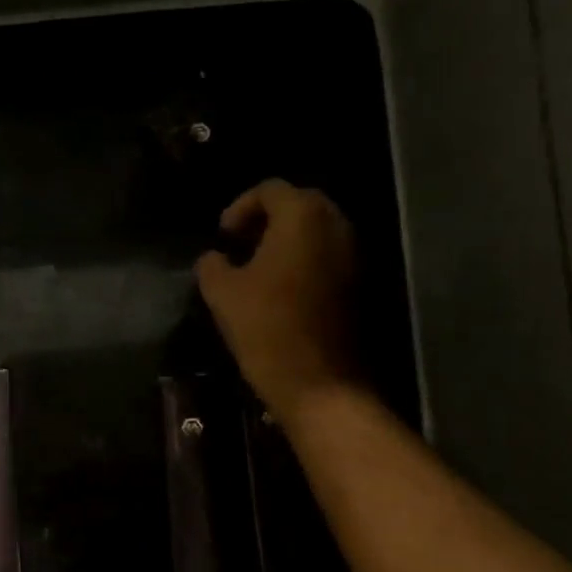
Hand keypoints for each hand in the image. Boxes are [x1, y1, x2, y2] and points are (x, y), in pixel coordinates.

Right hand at [196, 180, 365, 423]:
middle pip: (298, 206)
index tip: (222, 236)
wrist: (318, 381)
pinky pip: (327, 258)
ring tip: (256, 271)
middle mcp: (336, 224)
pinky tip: (280, 291)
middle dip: (266, 221)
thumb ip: (213, 266)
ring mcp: (353, 254)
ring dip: (285, 243)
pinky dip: (303, 263)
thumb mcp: (223, 295)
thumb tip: (213, 258)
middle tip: (239, 247)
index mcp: (303, 217)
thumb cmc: (266, 329)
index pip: (270, 190)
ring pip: (315, 233)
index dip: (240, 207)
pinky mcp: (359, 284)